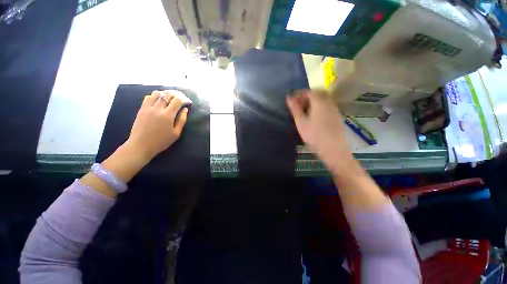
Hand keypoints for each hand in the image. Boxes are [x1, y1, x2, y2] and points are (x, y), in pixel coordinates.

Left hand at [125, 90, 191, 162]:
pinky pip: (149, 97)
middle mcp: (157, 109)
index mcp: (167, 115)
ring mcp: (148, 107)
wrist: (141, 145)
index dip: (185, 99)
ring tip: (171, 98)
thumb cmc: (161, 142)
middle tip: (182, 98)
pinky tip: (160, 100)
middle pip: (168, 94)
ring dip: (166, 93)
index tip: (188, 102)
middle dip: (177, 94)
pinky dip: (156, 96)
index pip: (177, 100)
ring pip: (158, 93)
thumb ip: (182, 120)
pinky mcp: (141, 109)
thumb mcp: (176, 133)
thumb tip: (185, 109)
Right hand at [286, 89, 352, 167]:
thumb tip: (288, 97)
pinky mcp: (337, 116)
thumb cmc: (314, 136)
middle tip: (298, 105)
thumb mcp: (301, 122)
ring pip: (323, 99)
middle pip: (317, 93)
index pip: (308, 91)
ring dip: (313, 101)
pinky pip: (327, 105)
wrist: (333, 149)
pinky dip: (319, 106)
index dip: (298, 94)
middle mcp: (329, 102)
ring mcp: (334, 108)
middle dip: (306, 97)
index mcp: (319, 102)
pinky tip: (314, 116)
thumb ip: (294, 109)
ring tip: (304, 111)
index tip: (291, 100)